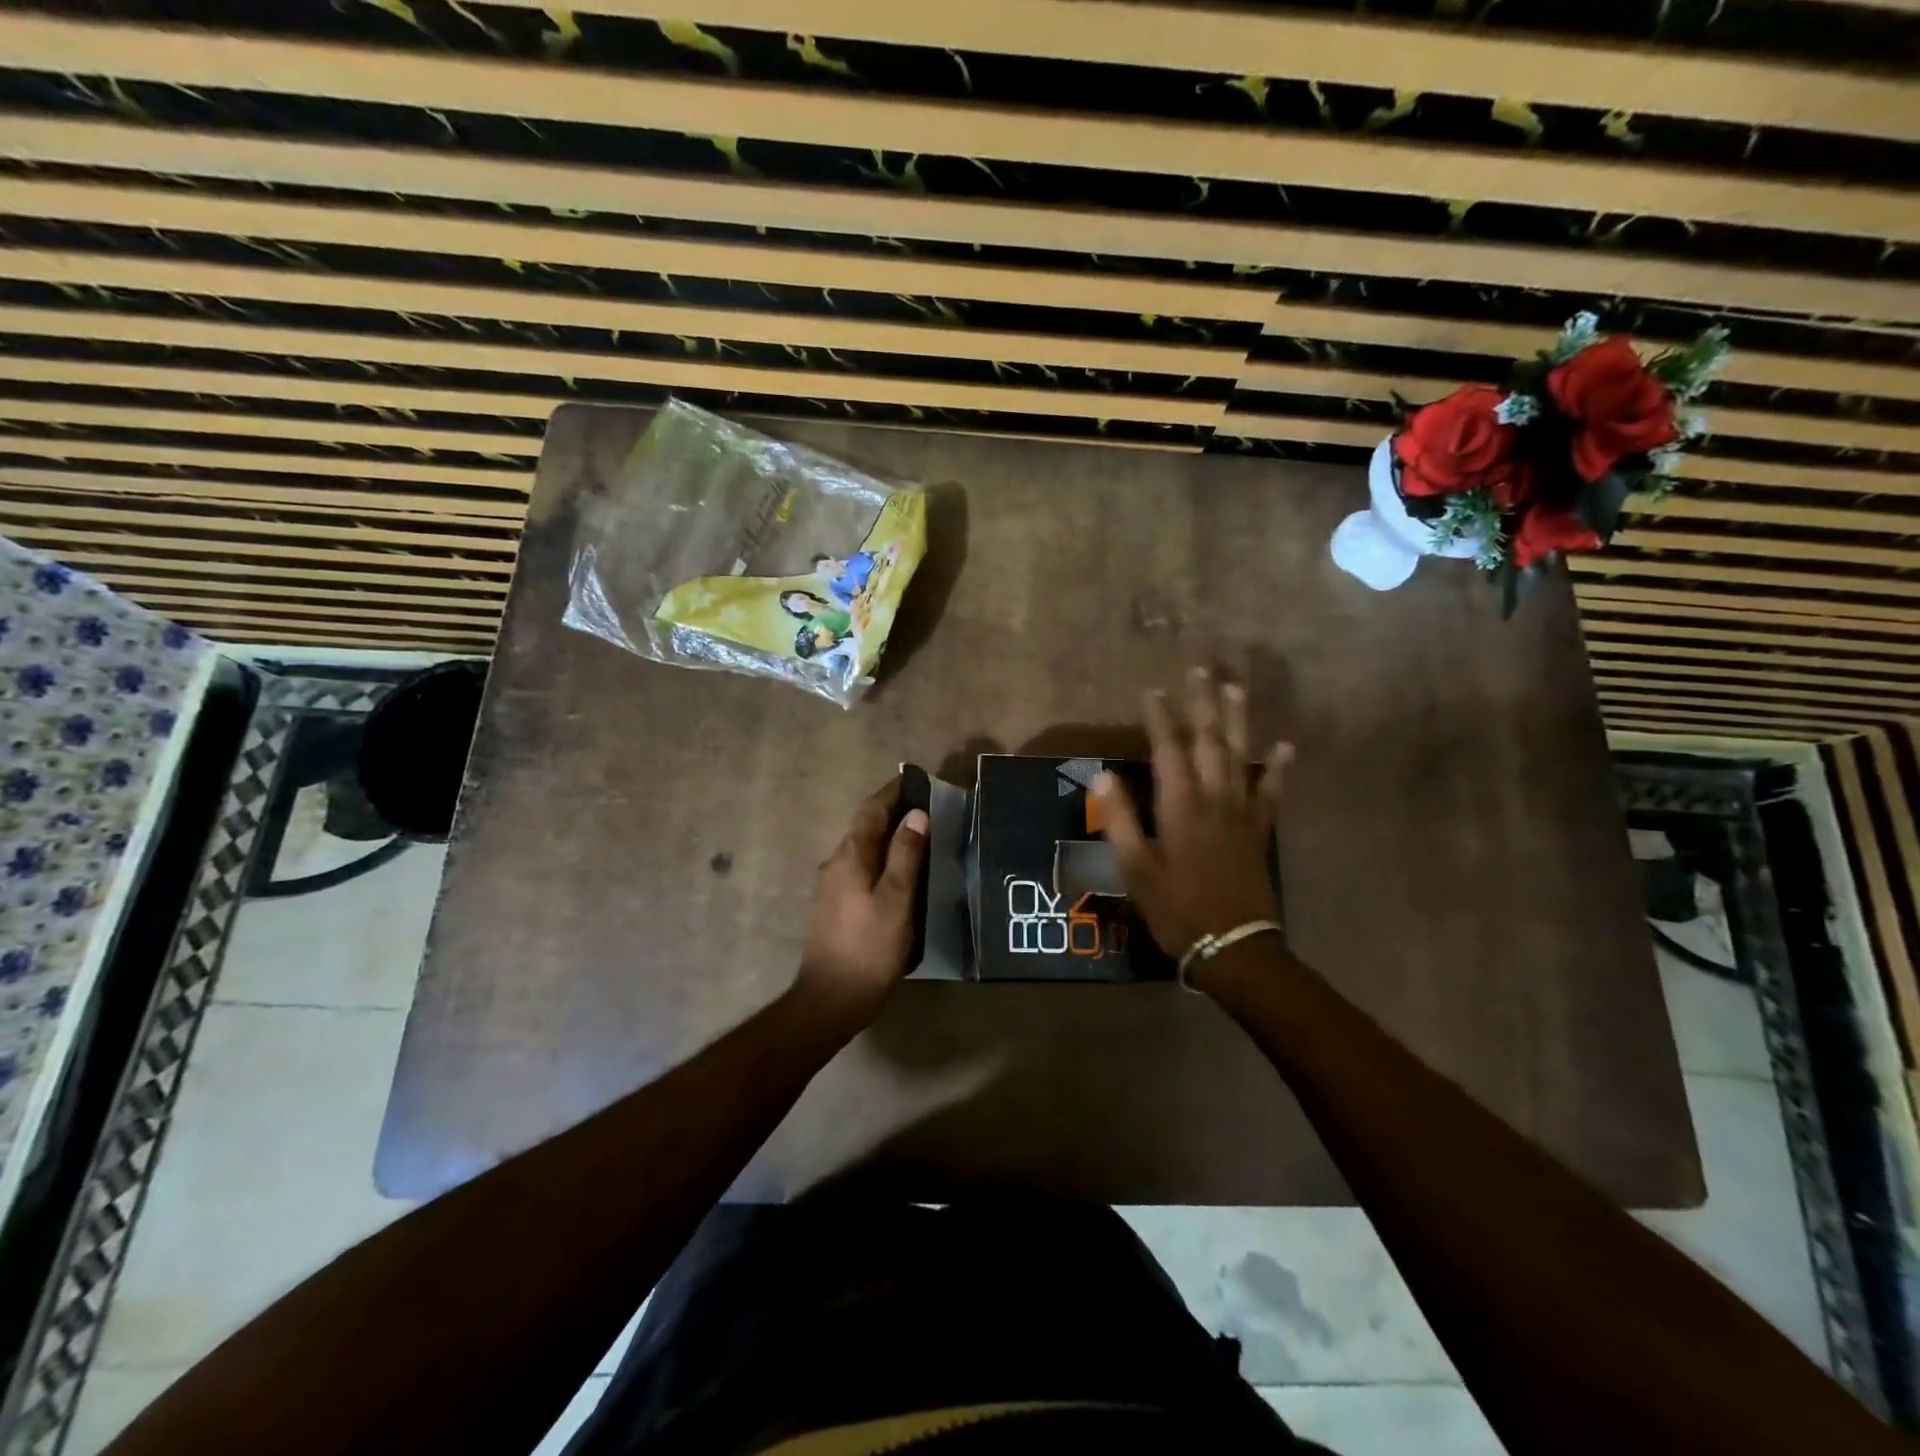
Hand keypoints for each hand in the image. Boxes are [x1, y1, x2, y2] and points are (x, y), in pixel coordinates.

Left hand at [794, 779, 928, 1032]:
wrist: (830, 1000)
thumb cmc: (869, 948)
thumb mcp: (896, 899)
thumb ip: (906, 855)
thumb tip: (916, 815)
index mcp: (850, 856)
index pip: (870, 811)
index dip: (892, 793)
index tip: (914, 779)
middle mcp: (835, 864)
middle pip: (864, 828)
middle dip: (892, 813)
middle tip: (925, 807)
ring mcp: (831, 887)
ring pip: (863, 850)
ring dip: (887, 837)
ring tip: (919, 837)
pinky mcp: (835, 907)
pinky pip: (861, 869)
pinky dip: (882, 860)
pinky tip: (900, 873)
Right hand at [1095, 668, 1292, 966]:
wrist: (1232, 945)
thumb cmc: (1176, 907)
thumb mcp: (1134, 869)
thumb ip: (1120, 820)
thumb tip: (1103, 776)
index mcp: (1180, 806)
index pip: (1169, 750)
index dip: (1160, 718)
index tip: (1152, 691)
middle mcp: (1214, 799)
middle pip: (1210, 741)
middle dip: (1203, 704)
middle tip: (1200, 670)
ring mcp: (1242, 813)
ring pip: (1241, 755)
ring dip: (1237, 720)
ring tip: (1235, 689)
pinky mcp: (1259, 830)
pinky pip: (1272, 791)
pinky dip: (1280, 767)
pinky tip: (1285, 745)